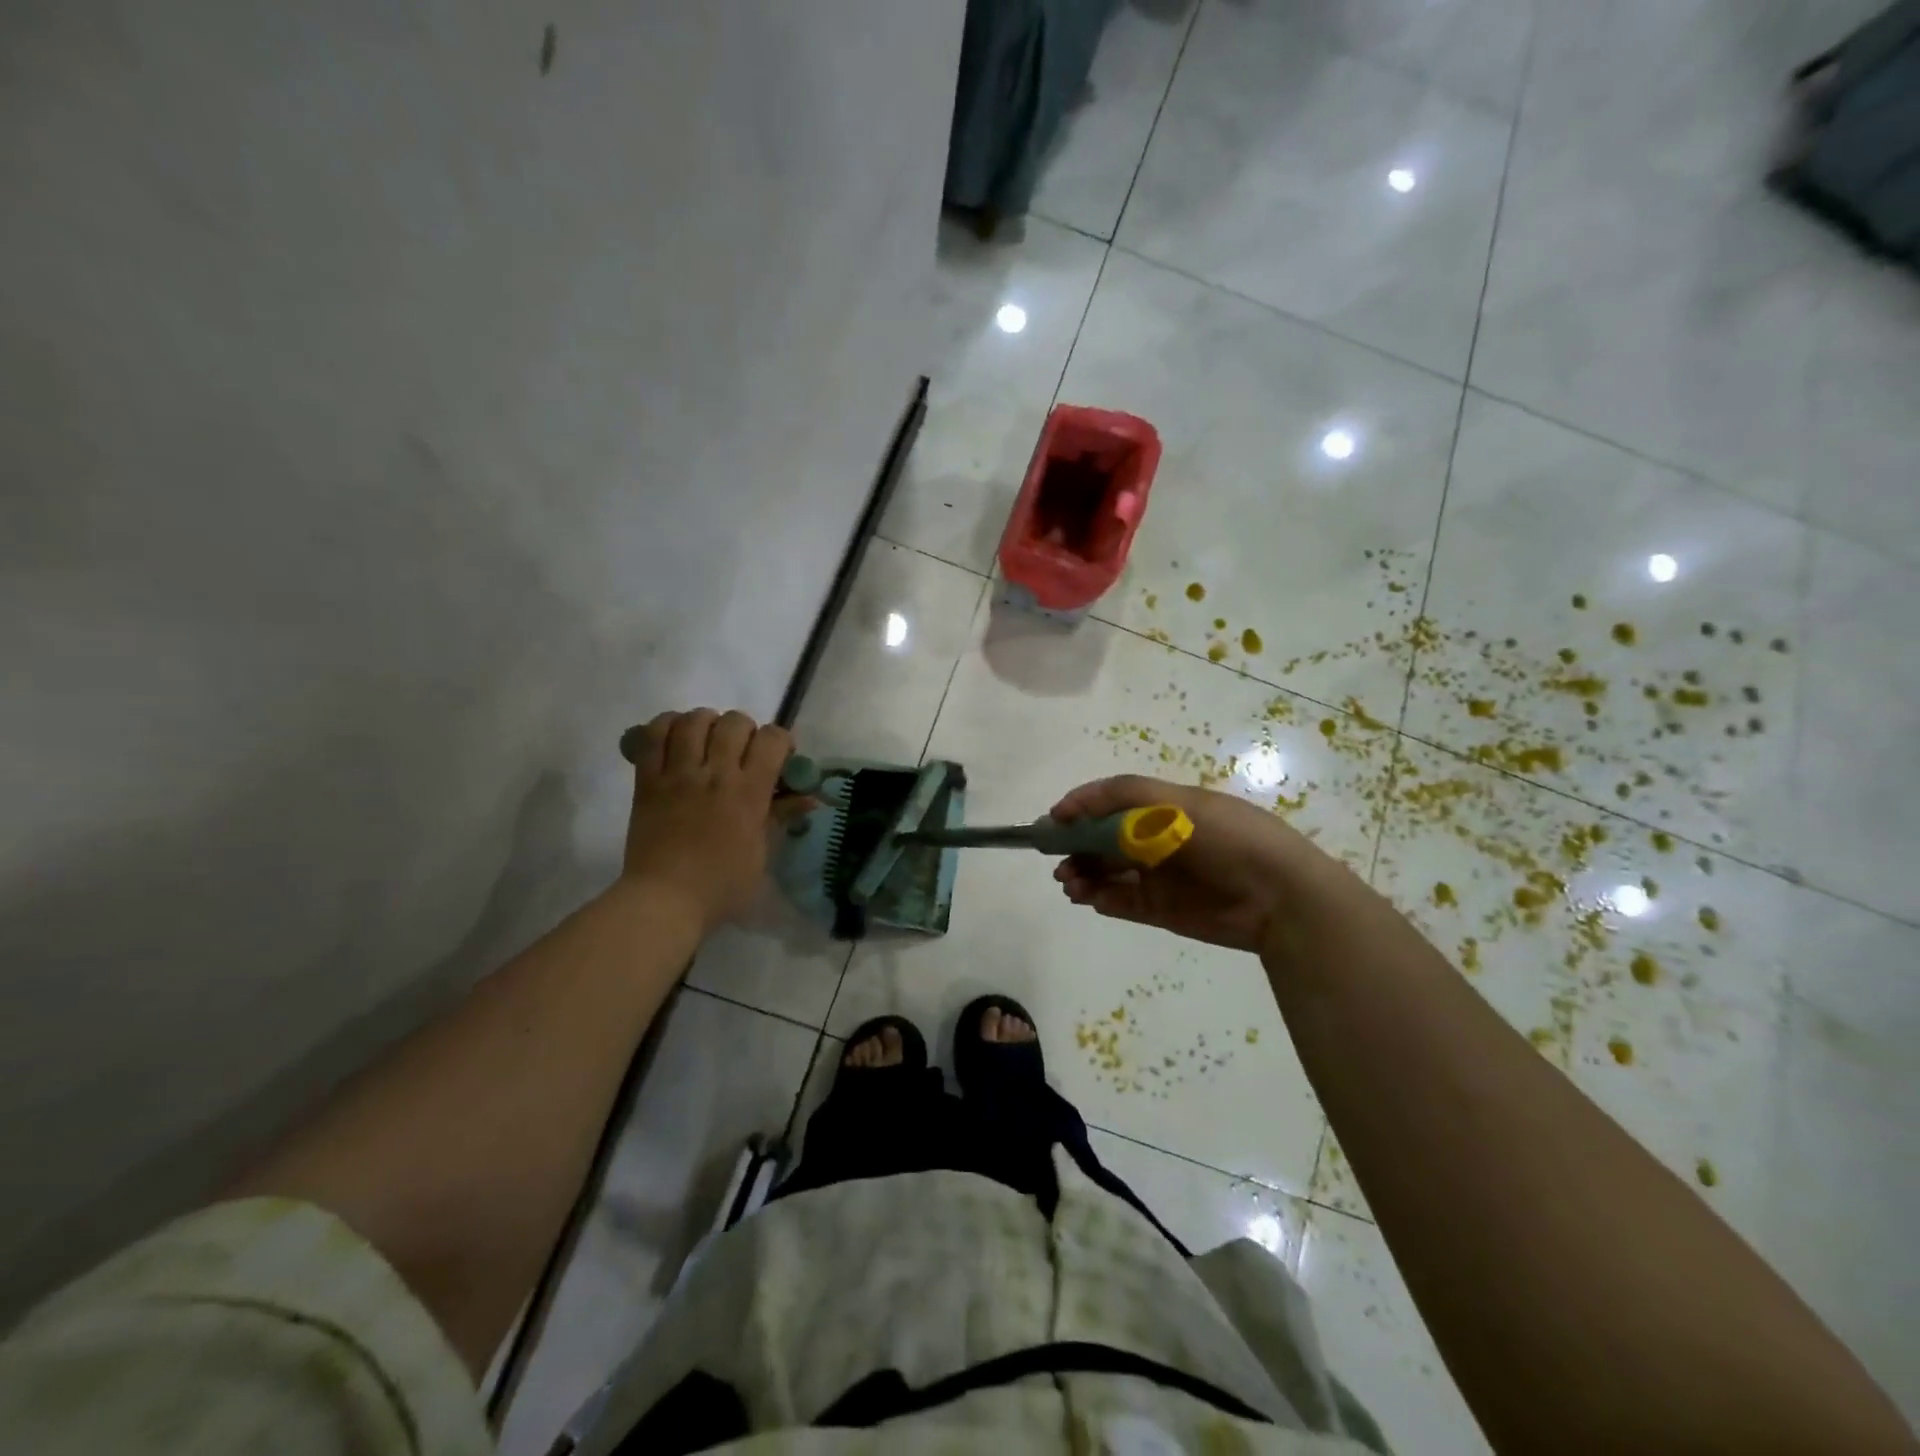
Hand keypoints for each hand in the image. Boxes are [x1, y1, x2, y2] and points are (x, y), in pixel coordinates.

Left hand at [622, 709, 794, 933]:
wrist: (665, 901)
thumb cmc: (722, 886)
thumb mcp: (762, 854)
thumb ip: (781, 816)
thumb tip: (810, 797)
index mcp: (748, 792)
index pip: (771, 739)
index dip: (780, 740)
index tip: (779, 757)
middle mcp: (715, 774)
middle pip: (734, 722)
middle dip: (745, 730)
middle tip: (741, 751)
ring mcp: (678, 775)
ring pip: (693, 721)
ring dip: (706, 723)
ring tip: (707, 740)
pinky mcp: (647, 781)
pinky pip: (652, 737)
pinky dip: (665, 726)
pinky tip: (676, 737)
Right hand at [1050, 775, 1325, 953]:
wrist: (1279, 895)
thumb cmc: (1227, 837)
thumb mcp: (1176, 803)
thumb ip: (1122, 798)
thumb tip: (1071, 807)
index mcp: (1165, 808)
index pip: (1113, 803)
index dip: (1081, 808)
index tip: (1054, 820)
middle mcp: (1158, 840)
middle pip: (1105, 840)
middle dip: (1076, 846)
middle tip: (1056, 860)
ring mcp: (1160, 876)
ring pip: (1109, 873)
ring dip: (1084, 874)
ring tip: (1069, 883)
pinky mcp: (1164, 910)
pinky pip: (1123, 902)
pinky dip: (1102, 899)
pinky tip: (1090, 898)